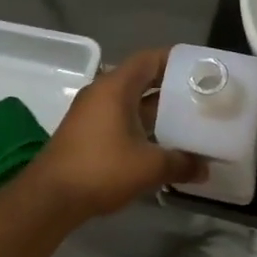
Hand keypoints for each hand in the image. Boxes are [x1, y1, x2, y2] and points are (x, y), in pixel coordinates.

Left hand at [21, 48, 205, 225]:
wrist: (50, 197)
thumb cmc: (101, 169)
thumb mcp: (149, 166)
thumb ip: (181, 163)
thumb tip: (205, 169)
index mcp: (115, 87)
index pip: (149, 59)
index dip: (175, 61)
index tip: (200, 70)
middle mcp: (102, 93)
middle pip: (141, 79)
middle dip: (171, 88)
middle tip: (201, 97)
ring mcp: (92, 113)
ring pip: (131, 102)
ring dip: (157, 111)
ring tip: (188, 121)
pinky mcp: (87, 133)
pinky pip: (120, 119)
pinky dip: (142, 126)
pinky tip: (162, 143)